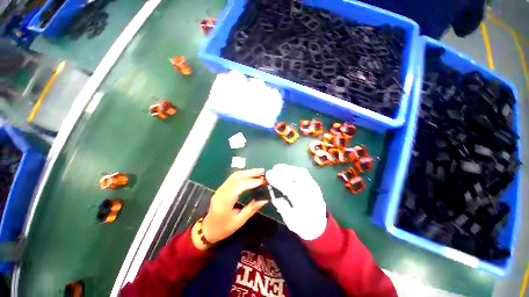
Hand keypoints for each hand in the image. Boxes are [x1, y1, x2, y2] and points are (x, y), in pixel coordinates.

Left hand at [201, 169, 268, 244]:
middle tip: (263, 171)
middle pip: (235, 177)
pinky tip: (249, 177)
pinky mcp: (220, 191)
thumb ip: (251, 209)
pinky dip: (241, 176)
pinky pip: (231, 180)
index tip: (263, 180)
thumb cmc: (224, 228)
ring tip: (258, 173)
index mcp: (225, 201)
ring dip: (246, 173)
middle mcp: (221, 192)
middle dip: (249, 173)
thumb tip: (264, 200)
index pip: (238, 186)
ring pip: (233, 177)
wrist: (208, 230)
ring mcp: (219, 190)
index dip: (251, 182)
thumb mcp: (239, 221)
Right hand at [265, 164, 326, 239]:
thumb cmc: (303, 226)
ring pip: (303, 172)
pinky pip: (306, 175)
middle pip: (298, 175)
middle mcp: (311, 192)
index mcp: (303, 202)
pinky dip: (296, 171)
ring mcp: (315, 188)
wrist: (319, 228)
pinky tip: (288, 173)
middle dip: (284, 170)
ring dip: (290, 169)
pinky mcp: (316, 187)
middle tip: (273, 169)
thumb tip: (273, 194)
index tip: (268, 175)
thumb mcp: (290, 220)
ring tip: (279, 169)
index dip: (277, 179)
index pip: (289, 186)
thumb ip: (282, 206)